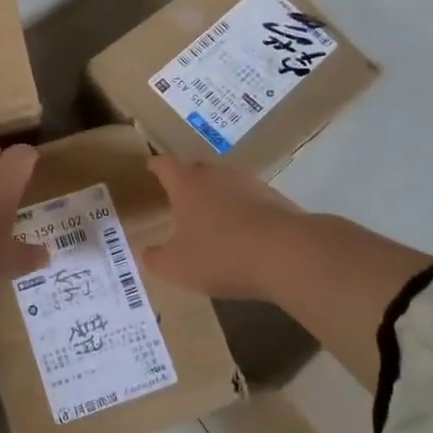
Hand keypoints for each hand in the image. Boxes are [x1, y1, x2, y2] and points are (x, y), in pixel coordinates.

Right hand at [141, 156, 306, 300]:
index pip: (165, 165)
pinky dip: (242, 213)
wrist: (287, 253)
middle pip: (197, 170)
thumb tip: (145, 253)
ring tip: (211, 219)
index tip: (149, 167)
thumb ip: (155, 259)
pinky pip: (250, 201)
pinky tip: (242, 235)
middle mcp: (217, 175)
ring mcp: (250, 184)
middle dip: (186, 182)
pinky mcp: (276, 200)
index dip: (155, 167)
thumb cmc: (220, 254)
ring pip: (225, 184)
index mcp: (187, 184)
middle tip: (178, 199)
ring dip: (217, 198)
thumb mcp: (176, 267)